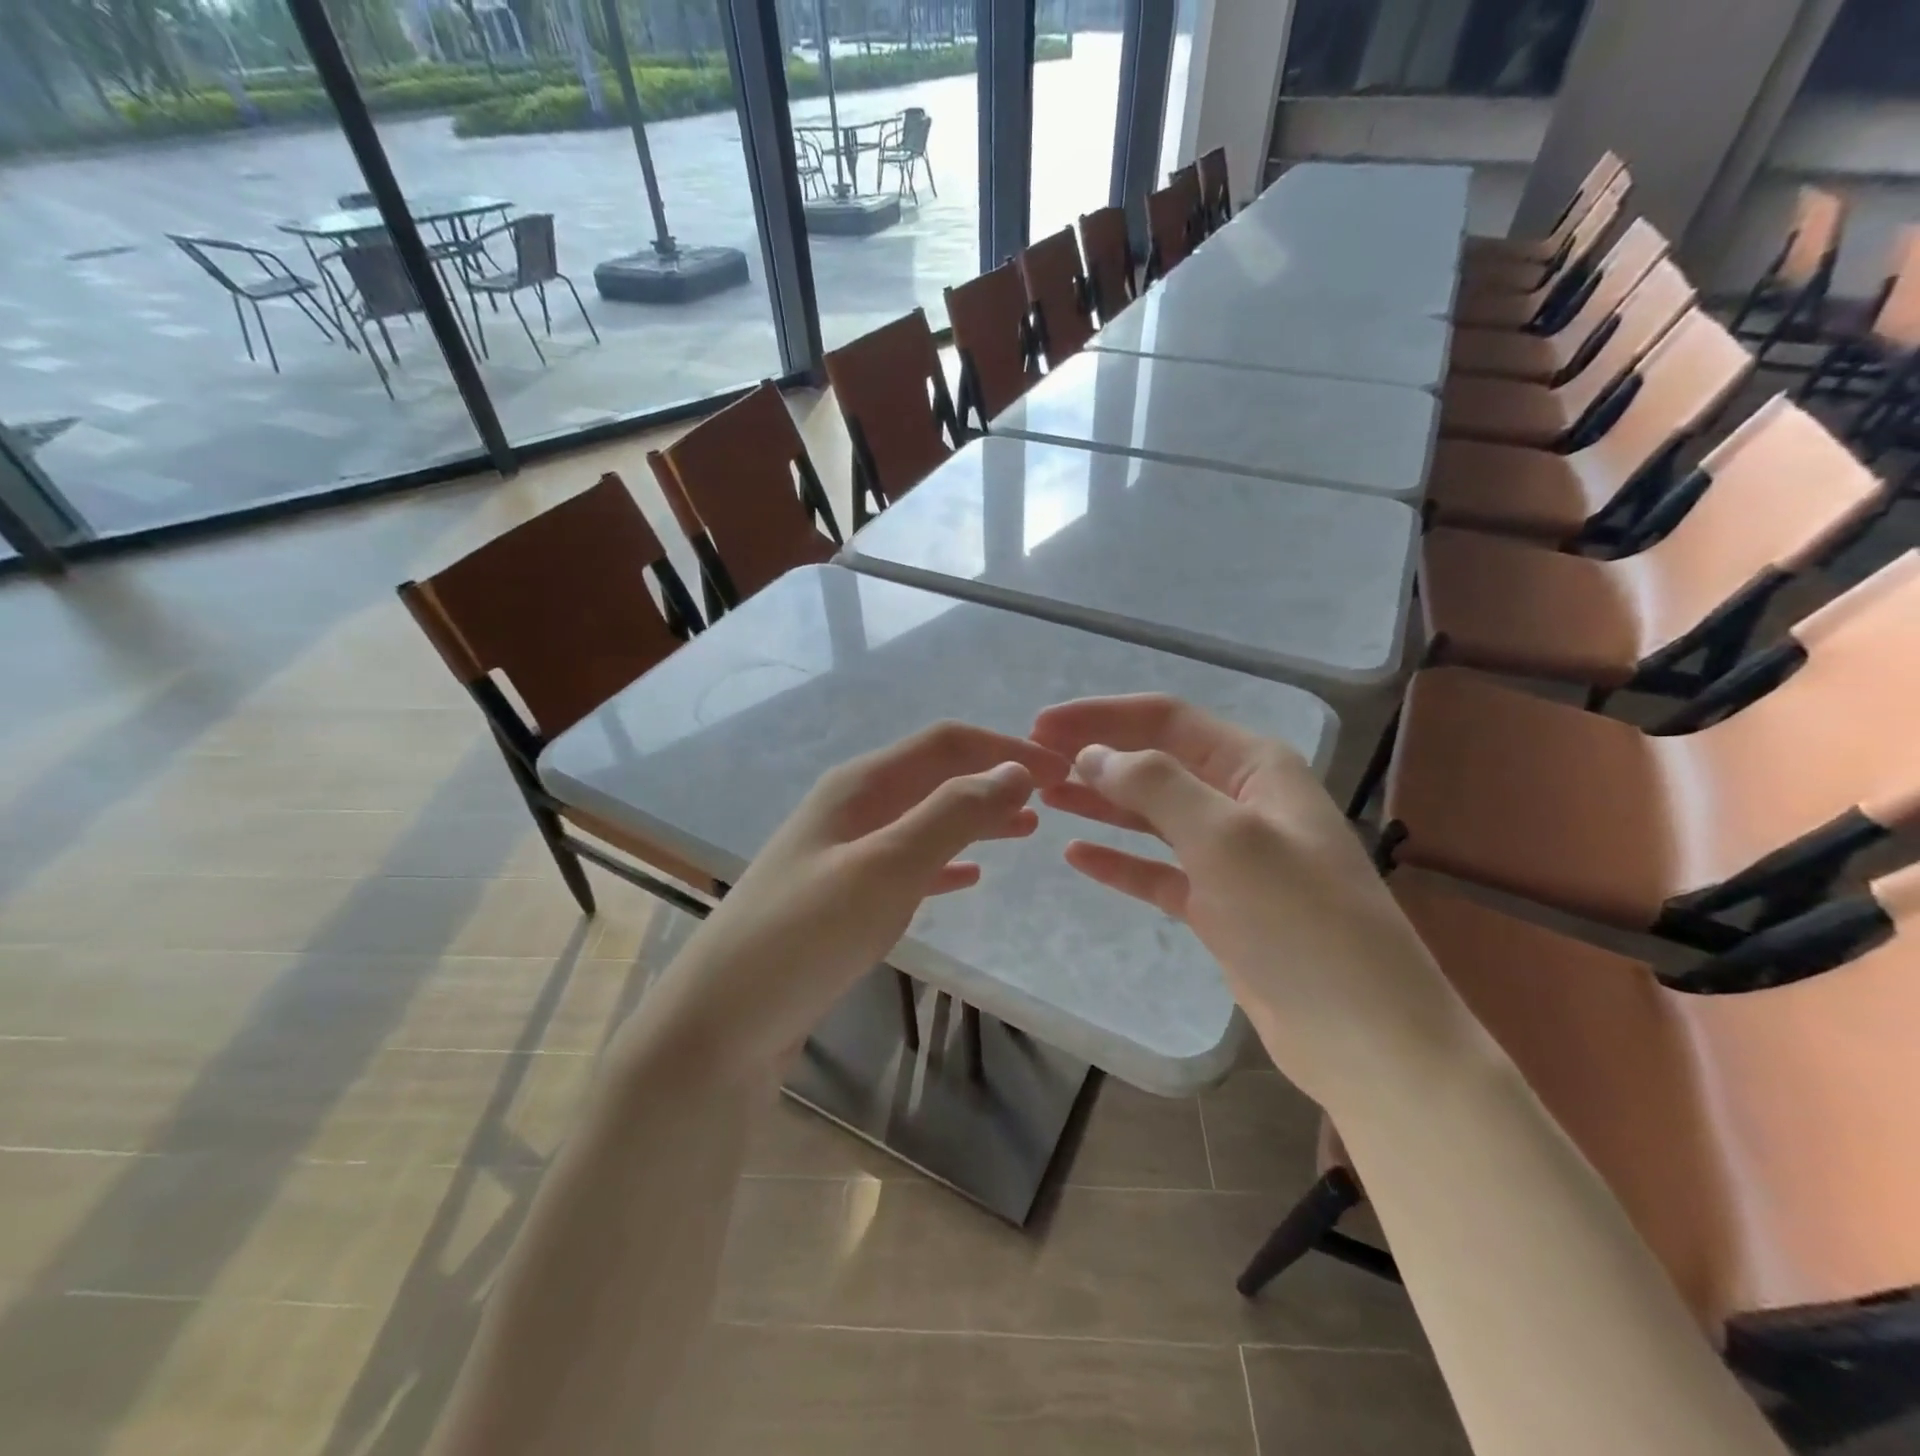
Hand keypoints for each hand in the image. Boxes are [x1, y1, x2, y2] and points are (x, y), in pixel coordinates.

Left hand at [633, 722, 1069, 1077]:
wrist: (722, 1023)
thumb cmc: (806, 936)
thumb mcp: (886, 867)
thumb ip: (952, 814)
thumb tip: (1017, 770)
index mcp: (860, 785)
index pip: (946, 743)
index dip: (1005, 748)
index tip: (1062, 771)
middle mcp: (852, 807)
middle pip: (936, 775)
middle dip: (994, 779)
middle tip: (1054, 800)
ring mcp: (844, 852)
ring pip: (925, 819)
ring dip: (976, 817)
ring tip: (1027, 829)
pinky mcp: (842, 897)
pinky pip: (908, 862)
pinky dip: (946, 861)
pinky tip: (970, 876)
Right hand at [1031, 694, 1456, 1104]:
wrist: (1365, 1036)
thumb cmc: (1301, 922)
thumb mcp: (1227, 838)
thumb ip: (1156, 786)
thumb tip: (1092, 755)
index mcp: (1255, 766)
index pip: (1165, 720)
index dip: (1101, 716)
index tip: (1041, 726)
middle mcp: (1242, 801)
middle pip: (1155, 763)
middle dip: (1096, 757)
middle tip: (1033, 764)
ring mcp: (1231, 856)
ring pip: (1152, 815)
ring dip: (1101, 803)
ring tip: (1046, 797)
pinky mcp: (1219, 905)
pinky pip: (1156, 870)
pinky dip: (1118, 861)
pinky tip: (1076, 855)